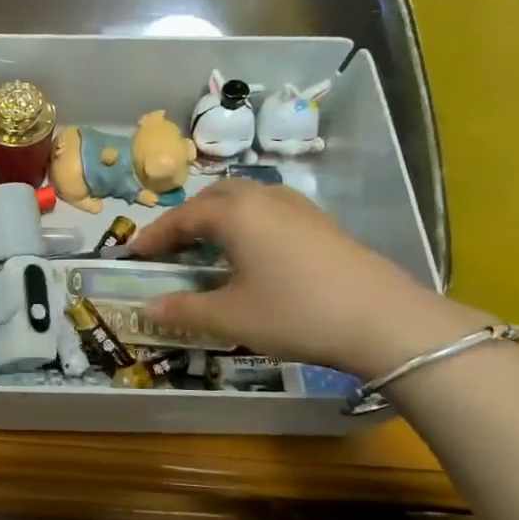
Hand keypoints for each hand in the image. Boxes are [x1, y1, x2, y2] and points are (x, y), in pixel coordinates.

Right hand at [125, 181, 486, 375]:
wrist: (385, 321)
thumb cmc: (295, 313)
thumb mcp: (230, 317)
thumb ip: (183, 309)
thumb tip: (147, 307)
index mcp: (235, 213)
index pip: (181, 217)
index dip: (154, 236)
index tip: (133, 254)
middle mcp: (263, 199)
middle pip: (212, 198)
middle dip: (185, 219)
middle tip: (168, 247)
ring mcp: (297, 208)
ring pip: (244, 199)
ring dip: (217, 216)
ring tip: (205, 245)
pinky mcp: (321, 223)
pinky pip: (268, 210)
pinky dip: (245, 222)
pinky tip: (251, 251)